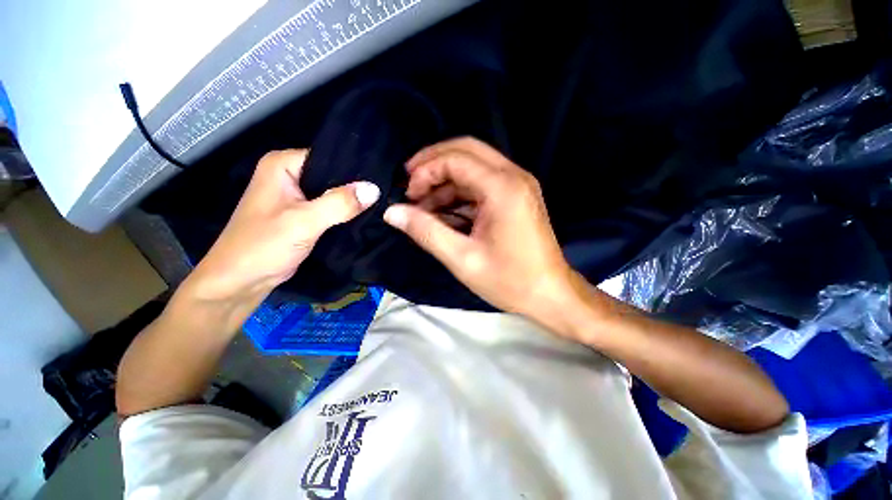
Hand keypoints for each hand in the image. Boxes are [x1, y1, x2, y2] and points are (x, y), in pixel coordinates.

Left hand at [188, 149, 379, 303]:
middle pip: (332, 175)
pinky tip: (365, 216)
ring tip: (380, 204)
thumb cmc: (264, 246)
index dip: (354, 169)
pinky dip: (345, 213)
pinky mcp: (302, 214)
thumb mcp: (304, 221)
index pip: (328, 157)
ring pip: (332, 193)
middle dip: (356, 187)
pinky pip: (330, 208)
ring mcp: (296, 196)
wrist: (242, 281)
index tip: (382, 179)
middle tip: (384, 193)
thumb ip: (339, 203)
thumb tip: (374, 189)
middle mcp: (289, 175)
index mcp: (282, 165)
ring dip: (352, 201)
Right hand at [383, 137, 575, 322]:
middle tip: (411, 186)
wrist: (550, 294)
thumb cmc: (509, 280)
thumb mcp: (462, 258)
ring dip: (446, 182)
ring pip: (473, 167)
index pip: (456, 158)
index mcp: (502, 187)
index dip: (426, 171)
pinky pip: (482, 184)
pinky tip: (444, 214)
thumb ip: (425, 231)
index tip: (407, 195)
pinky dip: (460, 194)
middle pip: (466, 151)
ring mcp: (517, 185)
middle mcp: (513, 176)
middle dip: (433, 164)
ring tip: (423, 207)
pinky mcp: (516, 197)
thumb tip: (392, 212)